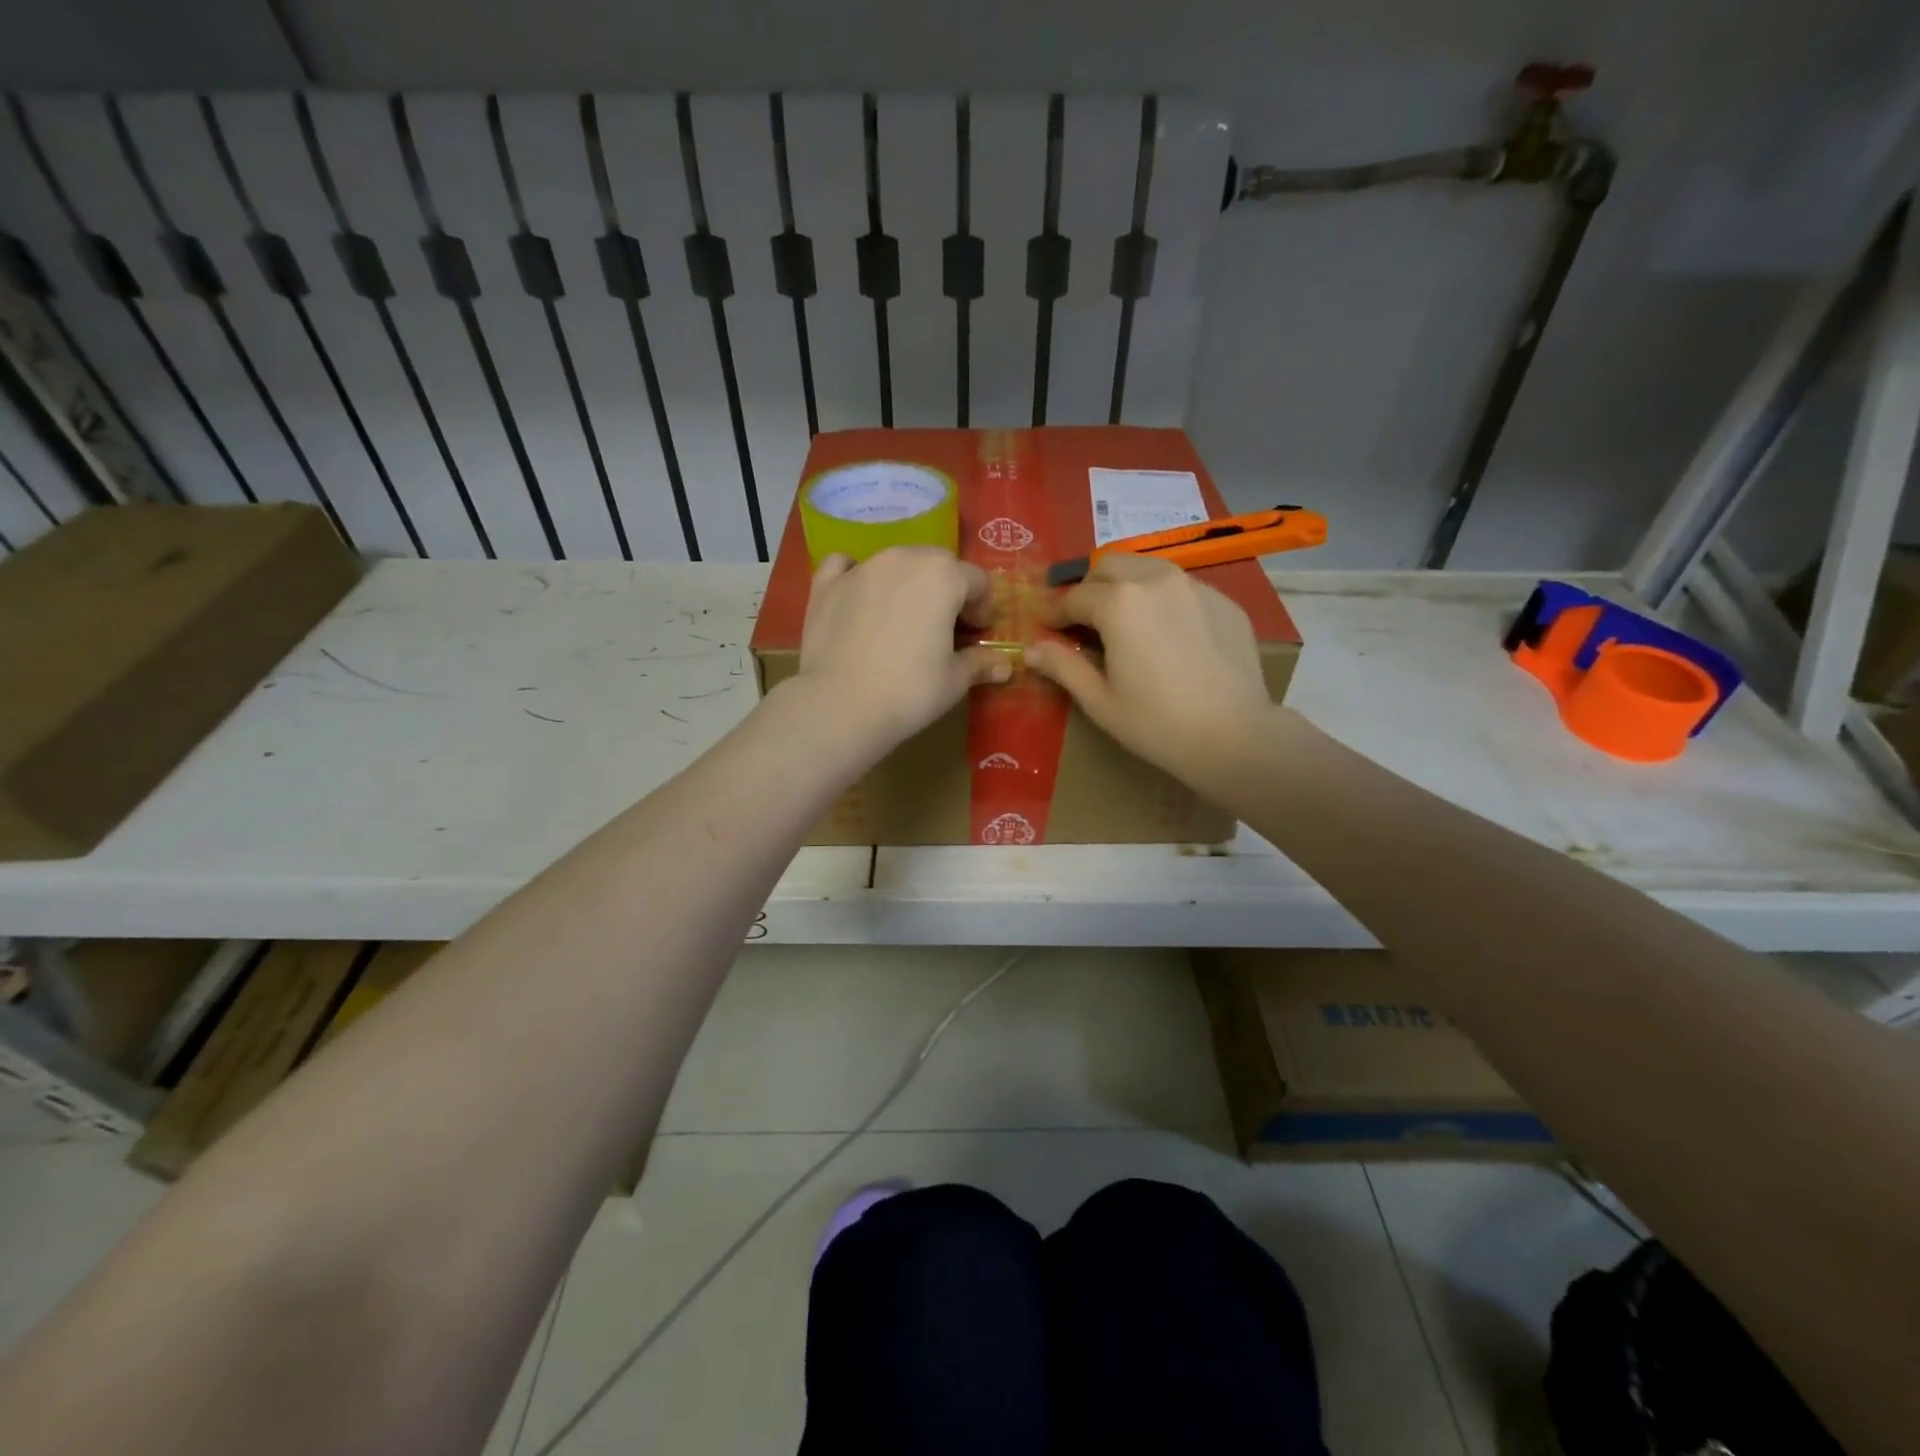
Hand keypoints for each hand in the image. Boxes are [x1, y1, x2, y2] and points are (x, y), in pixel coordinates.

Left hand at [793, 547, 1009, 747]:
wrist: (839, 706)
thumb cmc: (909, 691)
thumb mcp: (954, 680)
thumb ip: (980, 663)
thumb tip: (1005, 665)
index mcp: (943, 575)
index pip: (977, 581)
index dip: (983, 609)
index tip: (978, 635)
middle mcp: (903, 558)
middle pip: (937, 564)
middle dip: (947, 590)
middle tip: (945, 628)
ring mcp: (861, 568)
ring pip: (896, 563)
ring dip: (908, 583)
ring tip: (904, 620)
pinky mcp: (826, 584)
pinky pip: (846, 566)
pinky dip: (857, 576)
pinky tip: (859, 598)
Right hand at [1026, 554, 1273, 780]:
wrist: (1234, 735)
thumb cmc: (1156, 723)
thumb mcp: (1099, 699)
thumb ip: (1062, 666)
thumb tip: (1030, 649)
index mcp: (1119, 602)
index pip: (1074, 597)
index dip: (1054, 612)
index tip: (1046, 627)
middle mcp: (1156, 580)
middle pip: (1109, 566)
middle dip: (1089, 588)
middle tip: (1084, 620)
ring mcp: (1195, 586)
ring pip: (1148, 568)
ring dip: (1126, 586)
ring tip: (1124, 620)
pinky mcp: (1224, 601)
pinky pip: (1182, 588)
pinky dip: (1162, 600)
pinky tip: (1167, 635)